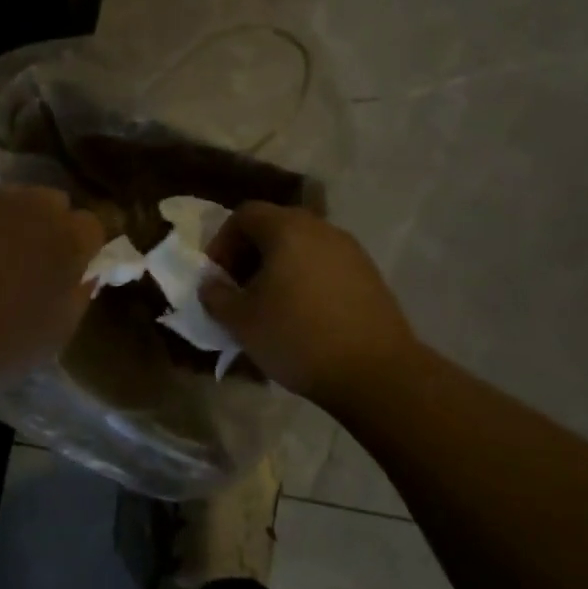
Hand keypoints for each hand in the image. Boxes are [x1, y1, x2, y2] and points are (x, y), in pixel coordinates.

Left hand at [0, 182, 105, 397]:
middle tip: (32, 260)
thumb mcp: (58, 332)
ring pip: (8, 198)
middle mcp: (29, 207)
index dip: (84, 246)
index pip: (91, 224)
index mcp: (67, 237)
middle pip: (51, 201)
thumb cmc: (2, 347)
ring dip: (8, 219)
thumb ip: (79, 293)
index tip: (72, 268)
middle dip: (48, 224)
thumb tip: (84, 273)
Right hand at [200, 202, 418, 409]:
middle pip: (275, 227)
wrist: (376, 373)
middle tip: (238, 289)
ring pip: (302, 247)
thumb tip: (211, 284)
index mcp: (287, 229)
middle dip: (250, 254)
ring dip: (278, 268)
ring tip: (269, 305)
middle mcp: (321, 229)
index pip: (245, 215)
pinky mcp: (369, 276)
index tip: (216, 276)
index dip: (222, 242)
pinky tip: (302, 315)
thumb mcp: (240, 321)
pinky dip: (305, 280)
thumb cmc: (297, 337)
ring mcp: (350, 251)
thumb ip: (215, 295)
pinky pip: (325, 266)